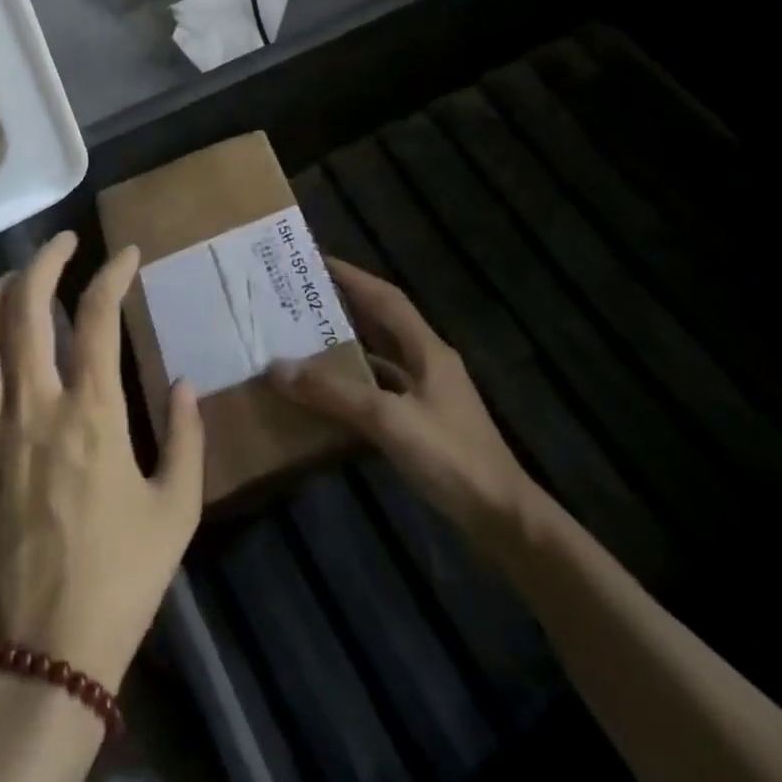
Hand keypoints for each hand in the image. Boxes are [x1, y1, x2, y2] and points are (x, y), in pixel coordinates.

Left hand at [0, 231, 204, 690]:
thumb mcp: (177, 511)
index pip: (97, 316)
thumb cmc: (119, 580)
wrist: (42, 657)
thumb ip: (188, 437)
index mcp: (91, 413)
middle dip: (43, 260)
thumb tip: (187, 383)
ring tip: (9, 280)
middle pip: (24, 307)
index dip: (112, 273)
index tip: (127, 254)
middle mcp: (32, 407)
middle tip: (62, 243)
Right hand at [269, 259, 539, 549]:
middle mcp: (428, 363)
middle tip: (300, 298)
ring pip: (382, 355)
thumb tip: (277, 368)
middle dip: (344, 305)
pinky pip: (382, 389)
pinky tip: (331, 393)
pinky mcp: (424, 422)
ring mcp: (429, 394)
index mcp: (427, 349)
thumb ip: (335, 393)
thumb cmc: (452, 458)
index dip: (352, 276)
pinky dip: (356, 383)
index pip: (385, 297)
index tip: (314, 261)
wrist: (504, 520)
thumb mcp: (389, 420)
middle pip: (382, 322)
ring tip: (306, 338)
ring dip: (348, 344)